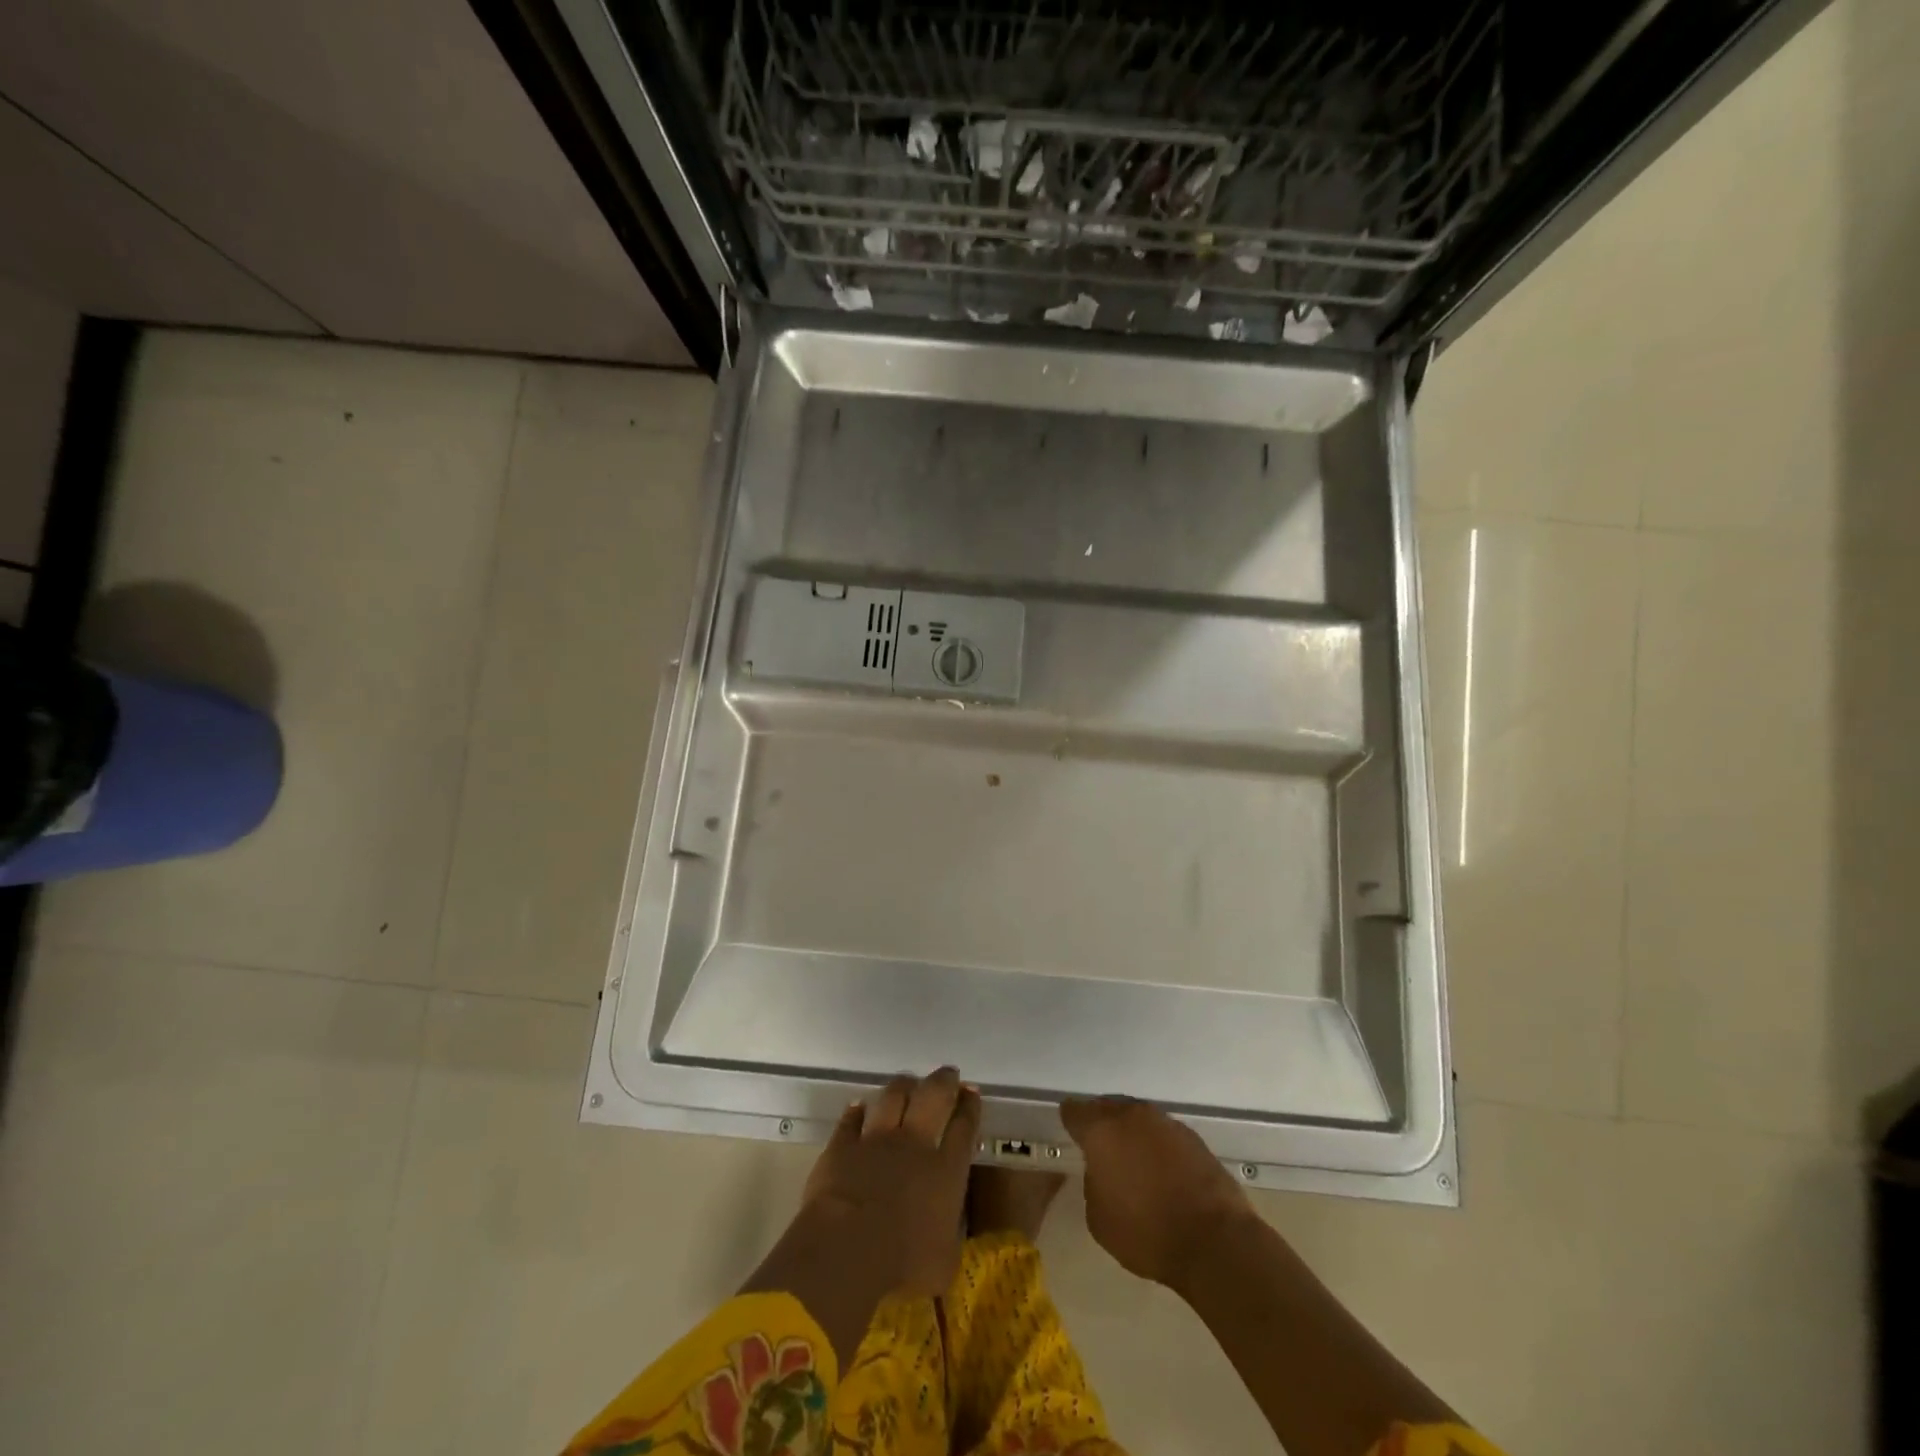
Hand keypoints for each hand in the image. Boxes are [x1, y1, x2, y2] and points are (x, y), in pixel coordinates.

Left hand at [800, 1067, 981, 1295]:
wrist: (847, 1248)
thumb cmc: (903, 1264)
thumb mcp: (943, 1263)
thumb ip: (949, 1237)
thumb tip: (949, 1232)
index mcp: (946, 1170)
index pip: (964, 1127)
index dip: (970, 1107)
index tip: (972, 1093)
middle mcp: (914, 1144)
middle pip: (933, 1097)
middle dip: (943, 1081)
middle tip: (948, 1073)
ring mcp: (877, 1139)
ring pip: (893, 1097)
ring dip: (903, 1086)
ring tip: (908, 1082)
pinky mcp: (843, 1144)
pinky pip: (851, 1119)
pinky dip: (857, 1111)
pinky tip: (859, 1107)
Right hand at [1061, 1096, 1253, 1292]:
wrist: (1214, 1241)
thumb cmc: (1147, 1233)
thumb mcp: (1099, 1219)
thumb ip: (1093, 1184)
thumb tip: (1103, 1171)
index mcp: (1102, 1131)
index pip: (1075, 1111)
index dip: (1070, 1119)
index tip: (1069, 1129)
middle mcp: (1131, 1116)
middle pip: (1107, 1107)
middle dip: (1101, 1122)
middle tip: (1100, 1144)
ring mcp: (1165, 1122)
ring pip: (1137, 1118)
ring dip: (1131, 1132)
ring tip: (1131, 1157)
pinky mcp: (1192, 1136)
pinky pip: (1163, 1133)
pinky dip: (1156, 1145)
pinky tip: (1160, 1168)